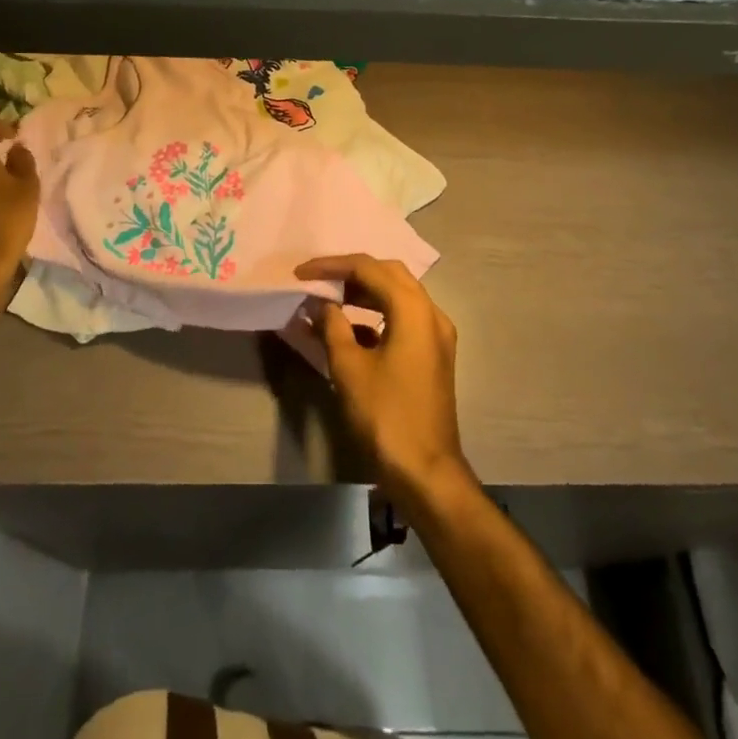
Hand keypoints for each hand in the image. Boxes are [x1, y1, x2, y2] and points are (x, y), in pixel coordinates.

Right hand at [297, 254, 475, 514]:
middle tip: (318, 280)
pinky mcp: (433, 355)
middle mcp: (431, 313)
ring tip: (329, 299)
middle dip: (351, 272)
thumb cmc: (386, 416)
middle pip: (389, 274)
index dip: (332, 266)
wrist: (426, 472)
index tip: (301, 272)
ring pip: (398, 295)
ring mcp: (436, 335)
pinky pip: (404, 318)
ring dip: (364, 292)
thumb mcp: (349, 368)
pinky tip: (350, 329)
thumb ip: (333, 327)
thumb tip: (321, 305)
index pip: (368, 268)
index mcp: (413, 309)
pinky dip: (377, 315)